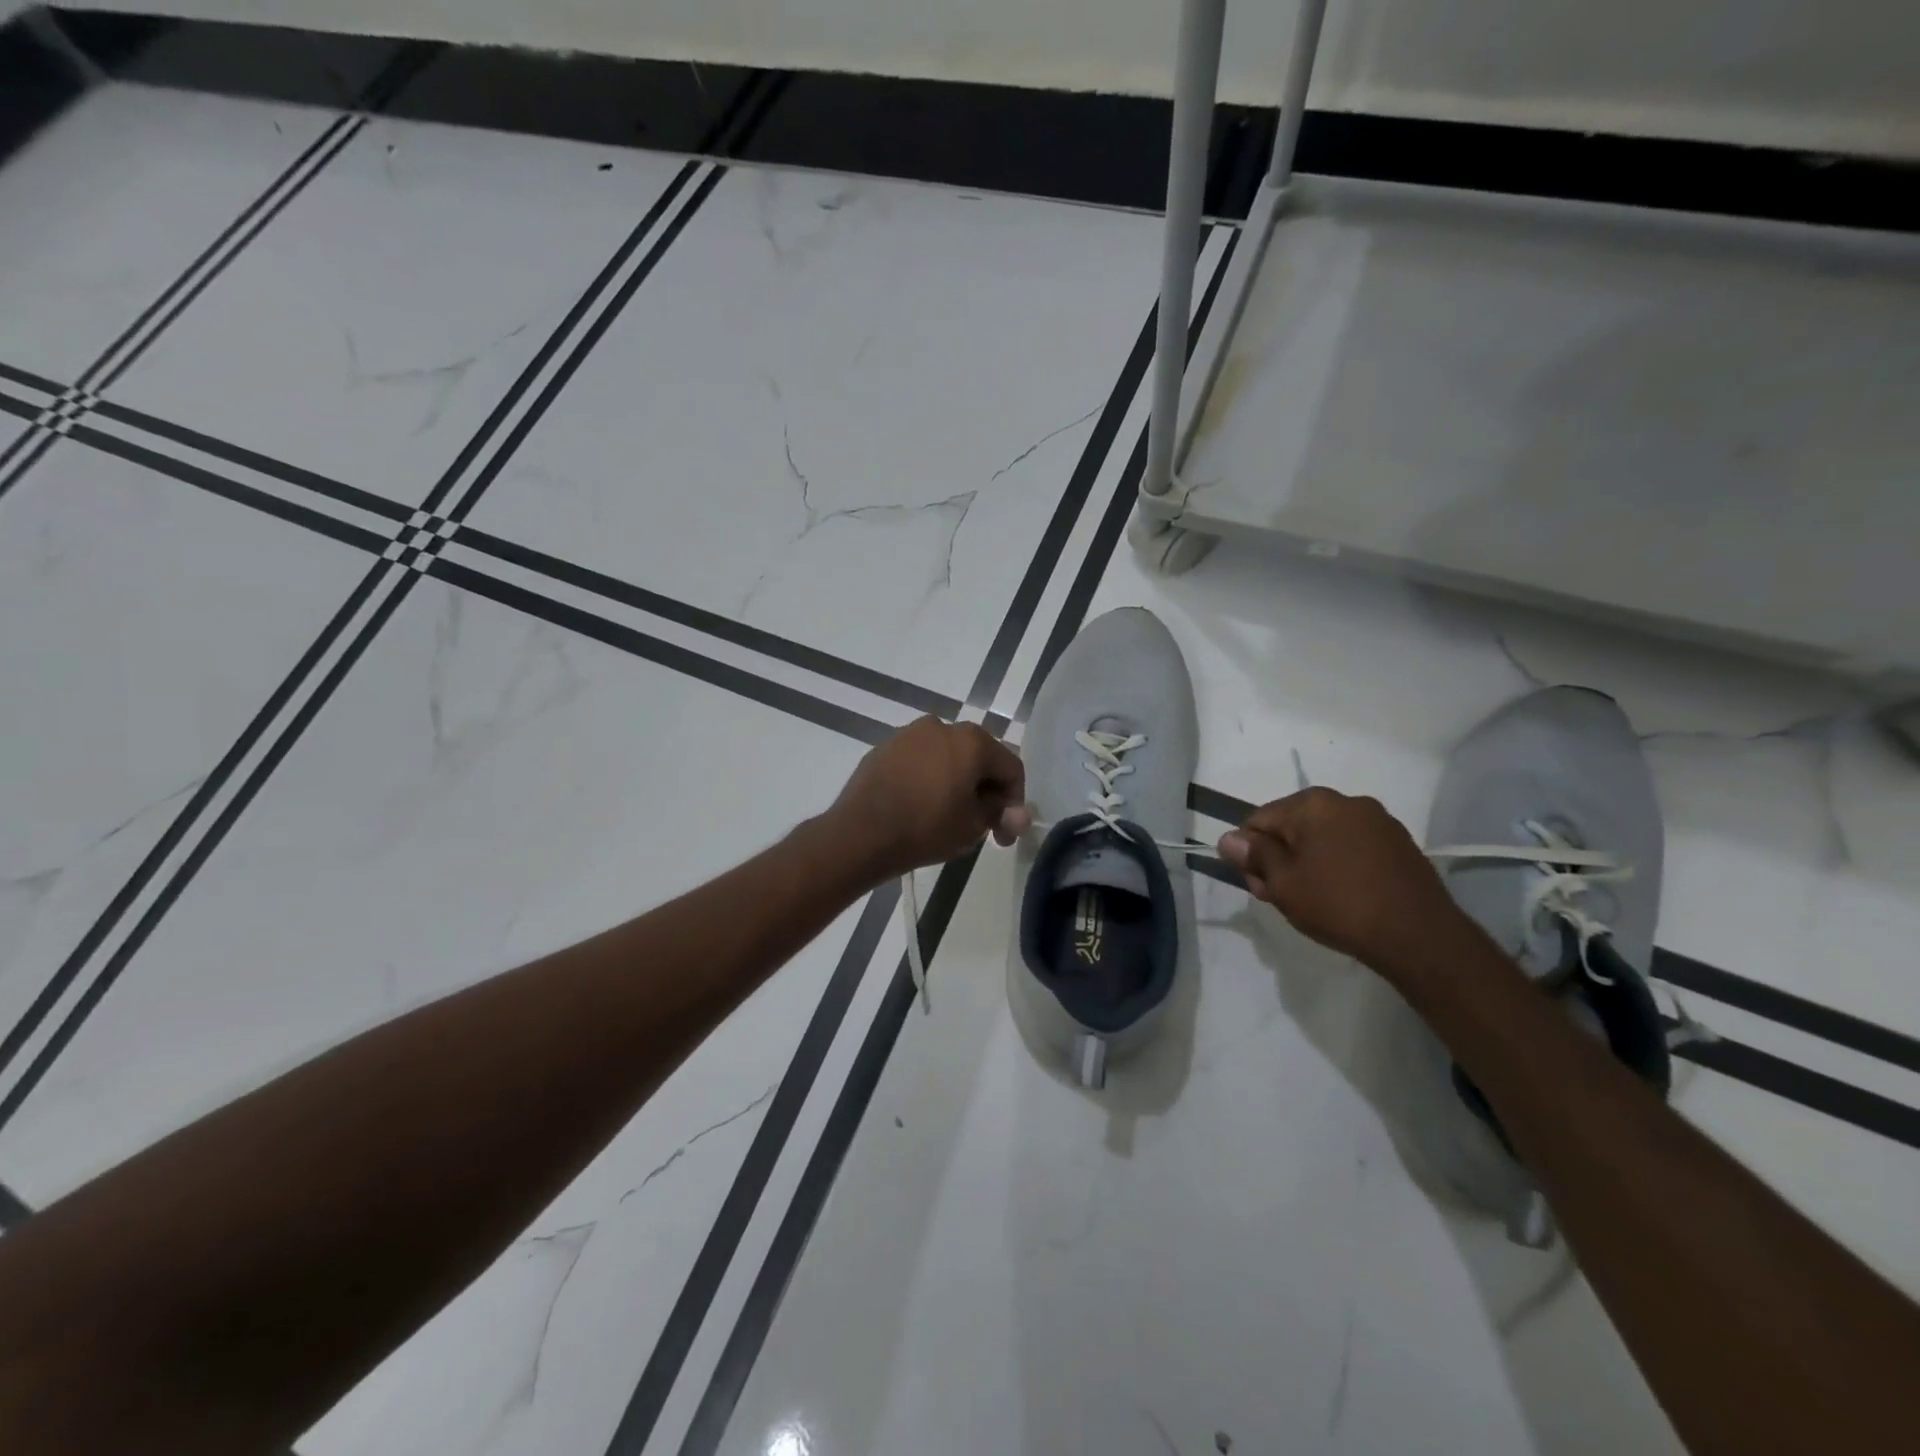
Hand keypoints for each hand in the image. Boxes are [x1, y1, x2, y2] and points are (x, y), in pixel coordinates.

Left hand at [825, 717, 1030, 881]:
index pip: (1010, 768)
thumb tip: (1017, 814)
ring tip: (949, 815)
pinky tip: (920, 805)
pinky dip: (928, 779)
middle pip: (978, 757)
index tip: (1004, 834)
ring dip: (956, 781)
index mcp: (972, 740)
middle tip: (981, 825)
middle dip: (985, 790)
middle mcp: (942, 726)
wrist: (860, 834)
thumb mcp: (972, 826)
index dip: (1014, 802)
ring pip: (947, 757)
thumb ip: (999, 813)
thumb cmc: (926, 828)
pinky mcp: (884, 748)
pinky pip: (919, 761)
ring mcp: (909, 734)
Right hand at [1216, 787, 1478, 980]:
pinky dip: (1339, 866)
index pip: (1260, 820)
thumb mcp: (1283, 884)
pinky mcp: (1400, 844)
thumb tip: (1229, 839)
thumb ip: (1254, 855)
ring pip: (1323, 838)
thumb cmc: (1339, 904)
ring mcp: (1379, 821)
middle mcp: (1346, 801)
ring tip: (1313, 901)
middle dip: (1280, 858)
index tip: (1258, 886)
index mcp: (1313, 803)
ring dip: (1309, 863)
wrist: (1419, 936)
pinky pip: (1353, 848)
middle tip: (1282, 898)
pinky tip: (1343, 897)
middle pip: (1293, 827)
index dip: (1250, 853)